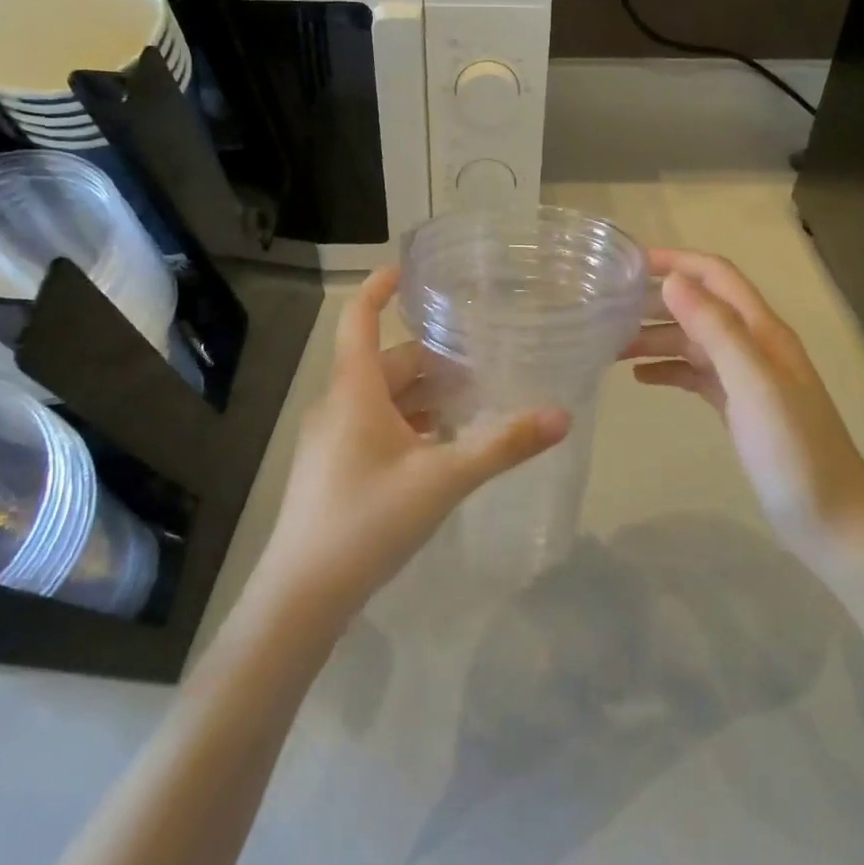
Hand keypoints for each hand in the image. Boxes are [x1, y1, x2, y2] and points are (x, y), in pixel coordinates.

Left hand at [250, 267, 571, 619]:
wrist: (302, 595)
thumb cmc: (368, 521)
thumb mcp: (444, 480)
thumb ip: (503, 445)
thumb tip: (561, 415)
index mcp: (355, 391)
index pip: (359, 319)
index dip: (380, 289)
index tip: (410, 269)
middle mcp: (339, 405)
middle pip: (387, 363)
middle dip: (433, 359)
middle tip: (483, 362)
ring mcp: (332, 439)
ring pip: (383, 398)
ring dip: (425, 396)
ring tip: (473, 403)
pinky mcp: (334, 469)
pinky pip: (376, 427)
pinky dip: (410, 424)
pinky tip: (443, 447)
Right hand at [623, 249, 863, 552]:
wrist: (832, 522)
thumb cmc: (794, 452)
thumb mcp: (754, 386)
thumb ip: (717, 330)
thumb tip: (673, 281)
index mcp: (763, 331)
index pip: (716, 276)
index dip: (675, 262)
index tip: (625, 265)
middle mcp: (755, 345)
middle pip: (699, 306)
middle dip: (655, 301)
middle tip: (605, 311)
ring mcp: (747, 378)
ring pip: (694, 341)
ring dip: (655, 338)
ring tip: (610, 347)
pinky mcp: (739, 407)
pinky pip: (697, 375)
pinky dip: (668, 370)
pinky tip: (640, 379)